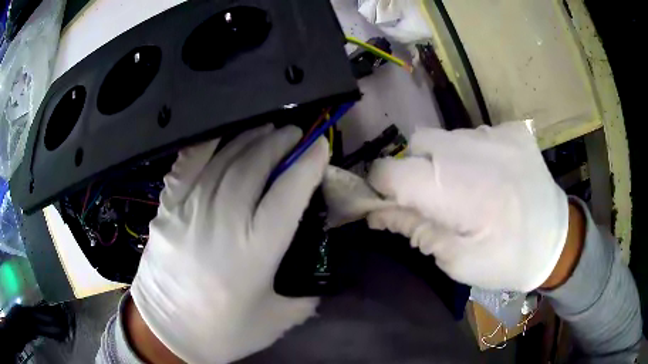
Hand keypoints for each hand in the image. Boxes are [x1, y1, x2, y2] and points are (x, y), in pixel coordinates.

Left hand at [130, 125, 328, 362]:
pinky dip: (206, 145)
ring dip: (250, 138)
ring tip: (268, 129)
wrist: (165, 330)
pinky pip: (187, 165)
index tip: (321, 146)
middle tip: (295, 133)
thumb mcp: (275, 321)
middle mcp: (223, 220)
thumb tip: (319, 276)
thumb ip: (305, 296)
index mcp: (255, 249)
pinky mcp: (168, 206)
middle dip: (281, 142)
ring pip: (225, 159)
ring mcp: (190, 208)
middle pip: (256, 165)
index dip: (308, 164)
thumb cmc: (222, 330)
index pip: (289, 192)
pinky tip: (221, 135)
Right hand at [366, 122, 569, 291]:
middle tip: (436, 201)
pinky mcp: (511, 131)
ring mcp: (494, 134)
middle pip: (416, 145)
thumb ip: (416, 229)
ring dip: (444, 161)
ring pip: (445, 137)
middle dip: (414, 172)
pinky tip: (490, 175)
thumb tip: (378, 212)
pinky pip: (474, 135)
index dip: (382, 188)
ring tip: (468, 188)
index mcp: (455, 188)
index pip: (390, 170)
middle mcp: (470, 149)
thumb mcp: (457, 261)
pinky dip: (471, 154)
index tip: (393, 205)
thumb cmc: (508, 260)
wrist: (558, 241)